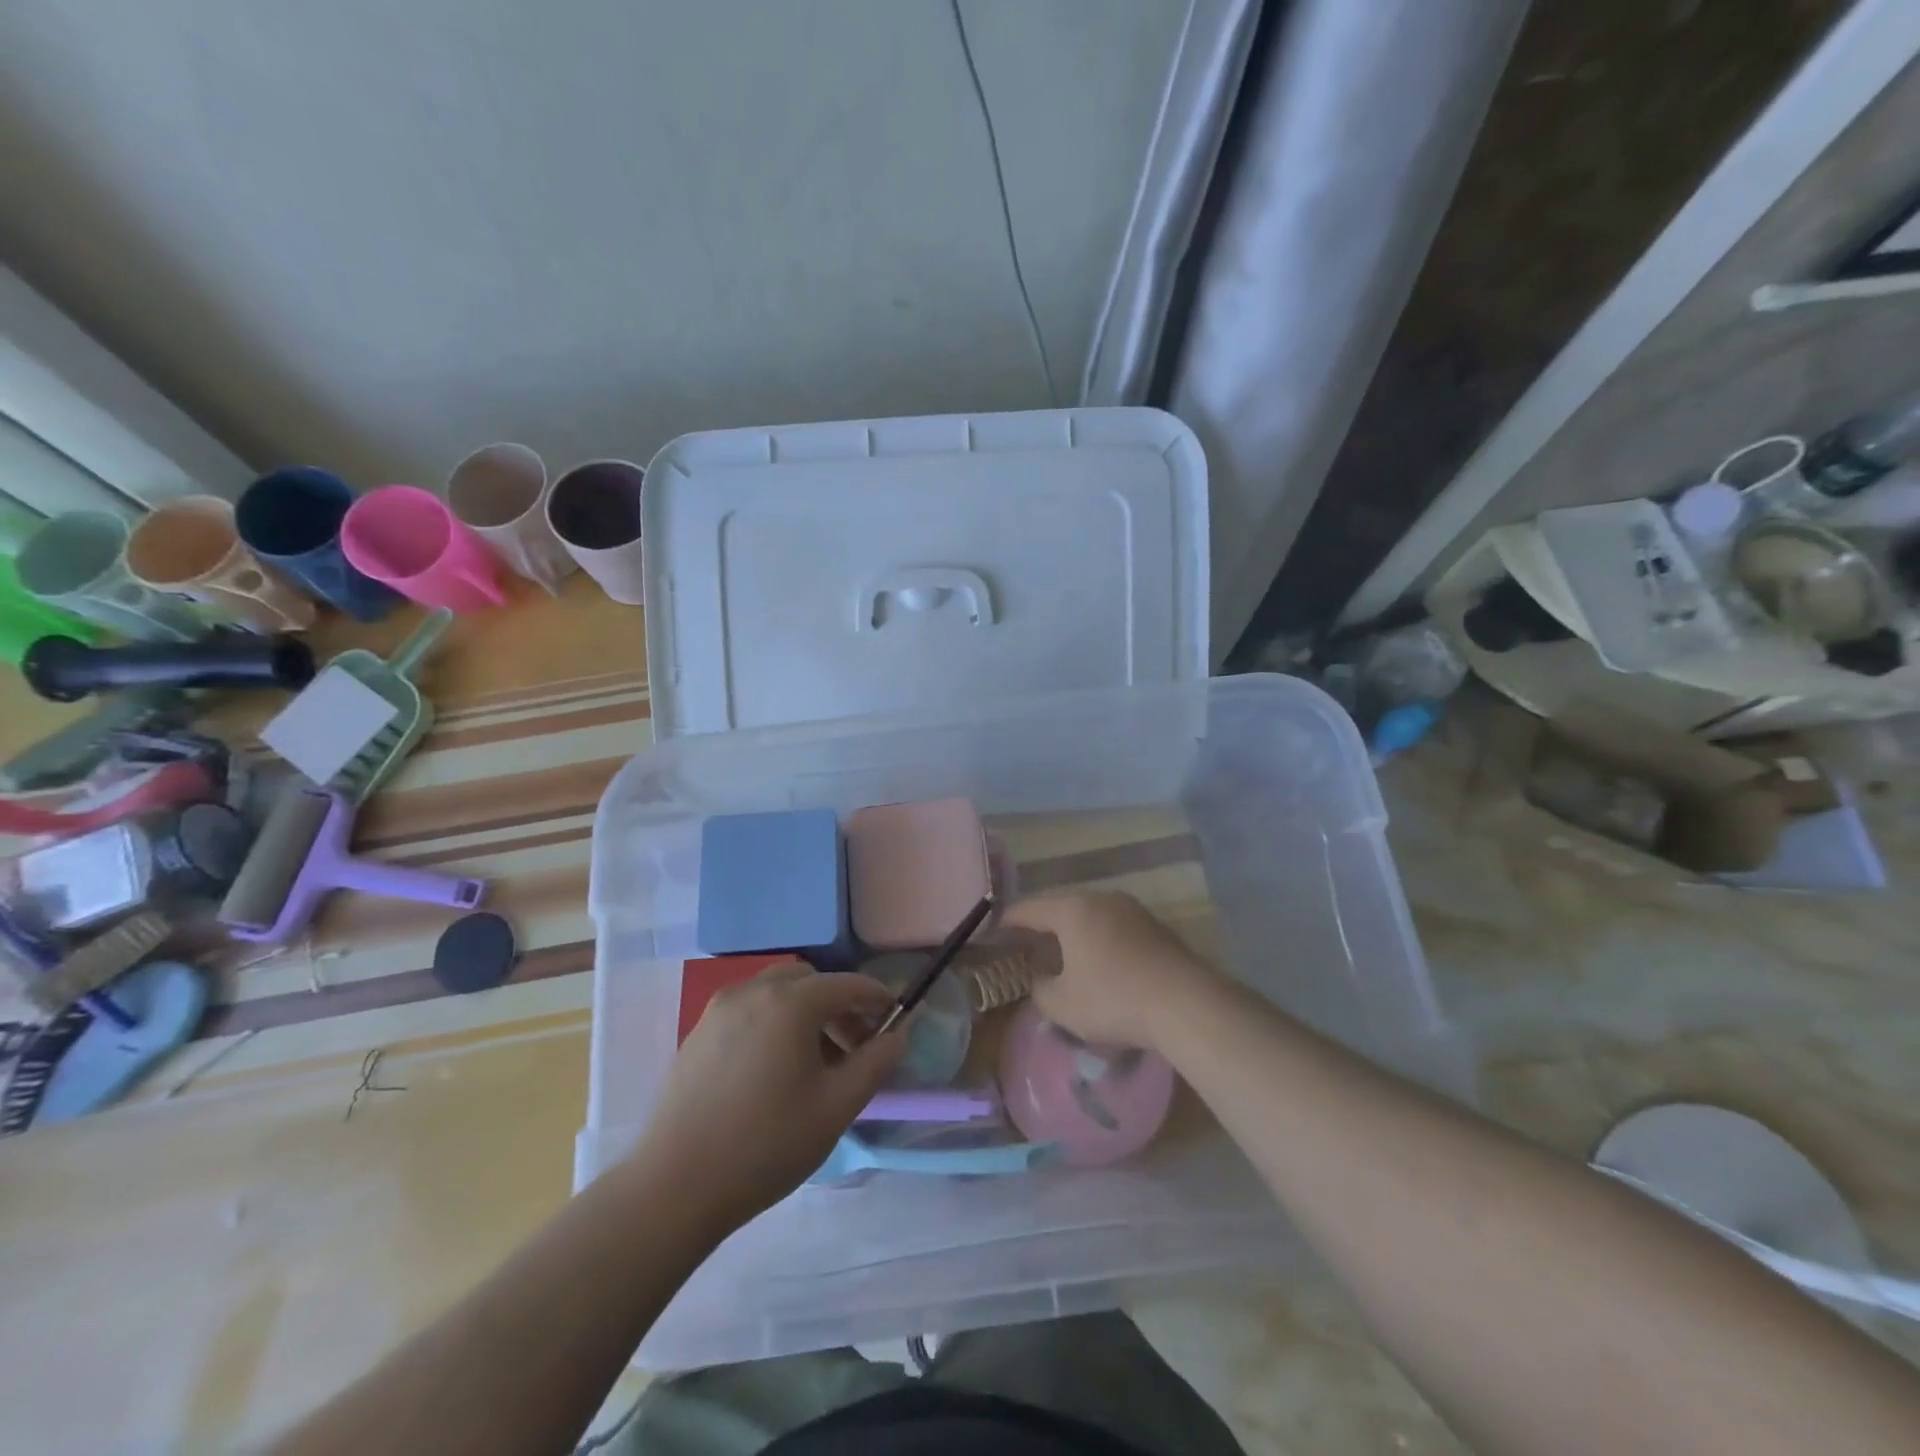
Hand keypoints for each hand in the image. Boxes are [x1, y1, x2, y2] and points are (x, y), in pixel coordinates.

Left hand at [633, 963, 904, 1228]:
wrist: (675, 1186)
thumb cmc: (767, 1144)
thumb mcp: (836, 1107)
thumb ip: (874, 1063)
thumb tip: (896, 1036)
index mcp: (790, 1002)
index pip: (846, 985)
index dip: (875, 997)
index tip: (893, 1018)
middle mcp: (753, 991)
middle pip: (809, 981)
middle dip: (837, 1004)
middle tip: (854, 1044)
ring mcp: (719, 1010)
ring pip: (775, 992)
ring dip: (804, 1011)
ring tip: (815, 1060)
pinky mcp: (698, 1033)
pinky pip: (748, 1010)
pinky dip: (773, 1022)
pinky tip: (774, 1069)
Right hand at [1001, 891, 1222, 1051]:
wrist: (1185, 1003)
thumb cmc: (1113, 999)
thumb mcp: (1062, 1005)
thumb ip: (1041, 989)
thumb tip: (1042, 980)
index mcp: (1072, 909)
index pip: (1029, 908)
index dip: (1007, 920)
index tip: (992, 930)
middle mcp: (1100, 898)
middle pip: (1060, 906)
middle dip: (1040, 923)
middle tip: (1023, 940)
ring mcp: (1131, 909)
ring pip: (1090, 914)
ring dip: (1072, 930)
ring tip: (1060, 950)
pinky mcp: (1154, 926)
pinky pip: (1113, 925)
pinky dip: (1097, 938)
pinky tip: (1098, 960)